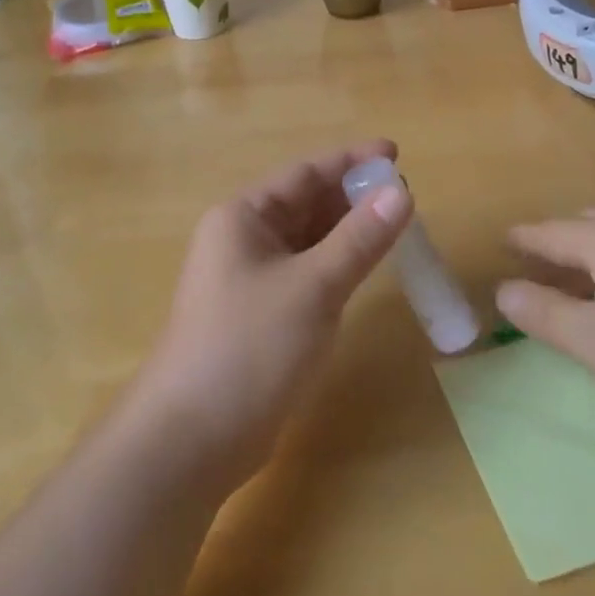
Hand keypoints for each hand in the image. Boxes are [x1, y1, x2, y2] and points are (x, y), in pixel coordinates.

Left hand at [131, 140, 412, 492]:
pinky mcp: (259, 316)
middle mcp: (242, 239)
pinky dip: (335, 265)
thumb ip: (359, 239)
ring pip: (307, 240)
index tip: (395, 153)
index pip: (305, 172)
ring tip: (394, 227)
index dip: (351, 160)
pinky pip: (305, 273)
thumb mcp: (312, 287)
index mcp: (243, 217)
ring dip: (346, 231)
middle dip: (352, 197)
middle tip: (404, 197)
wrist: (190, 443)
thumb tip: (402, 192)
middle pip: (305, 203)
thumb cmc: (249, 349)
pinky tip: (363, 269)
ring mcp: (249, 279)